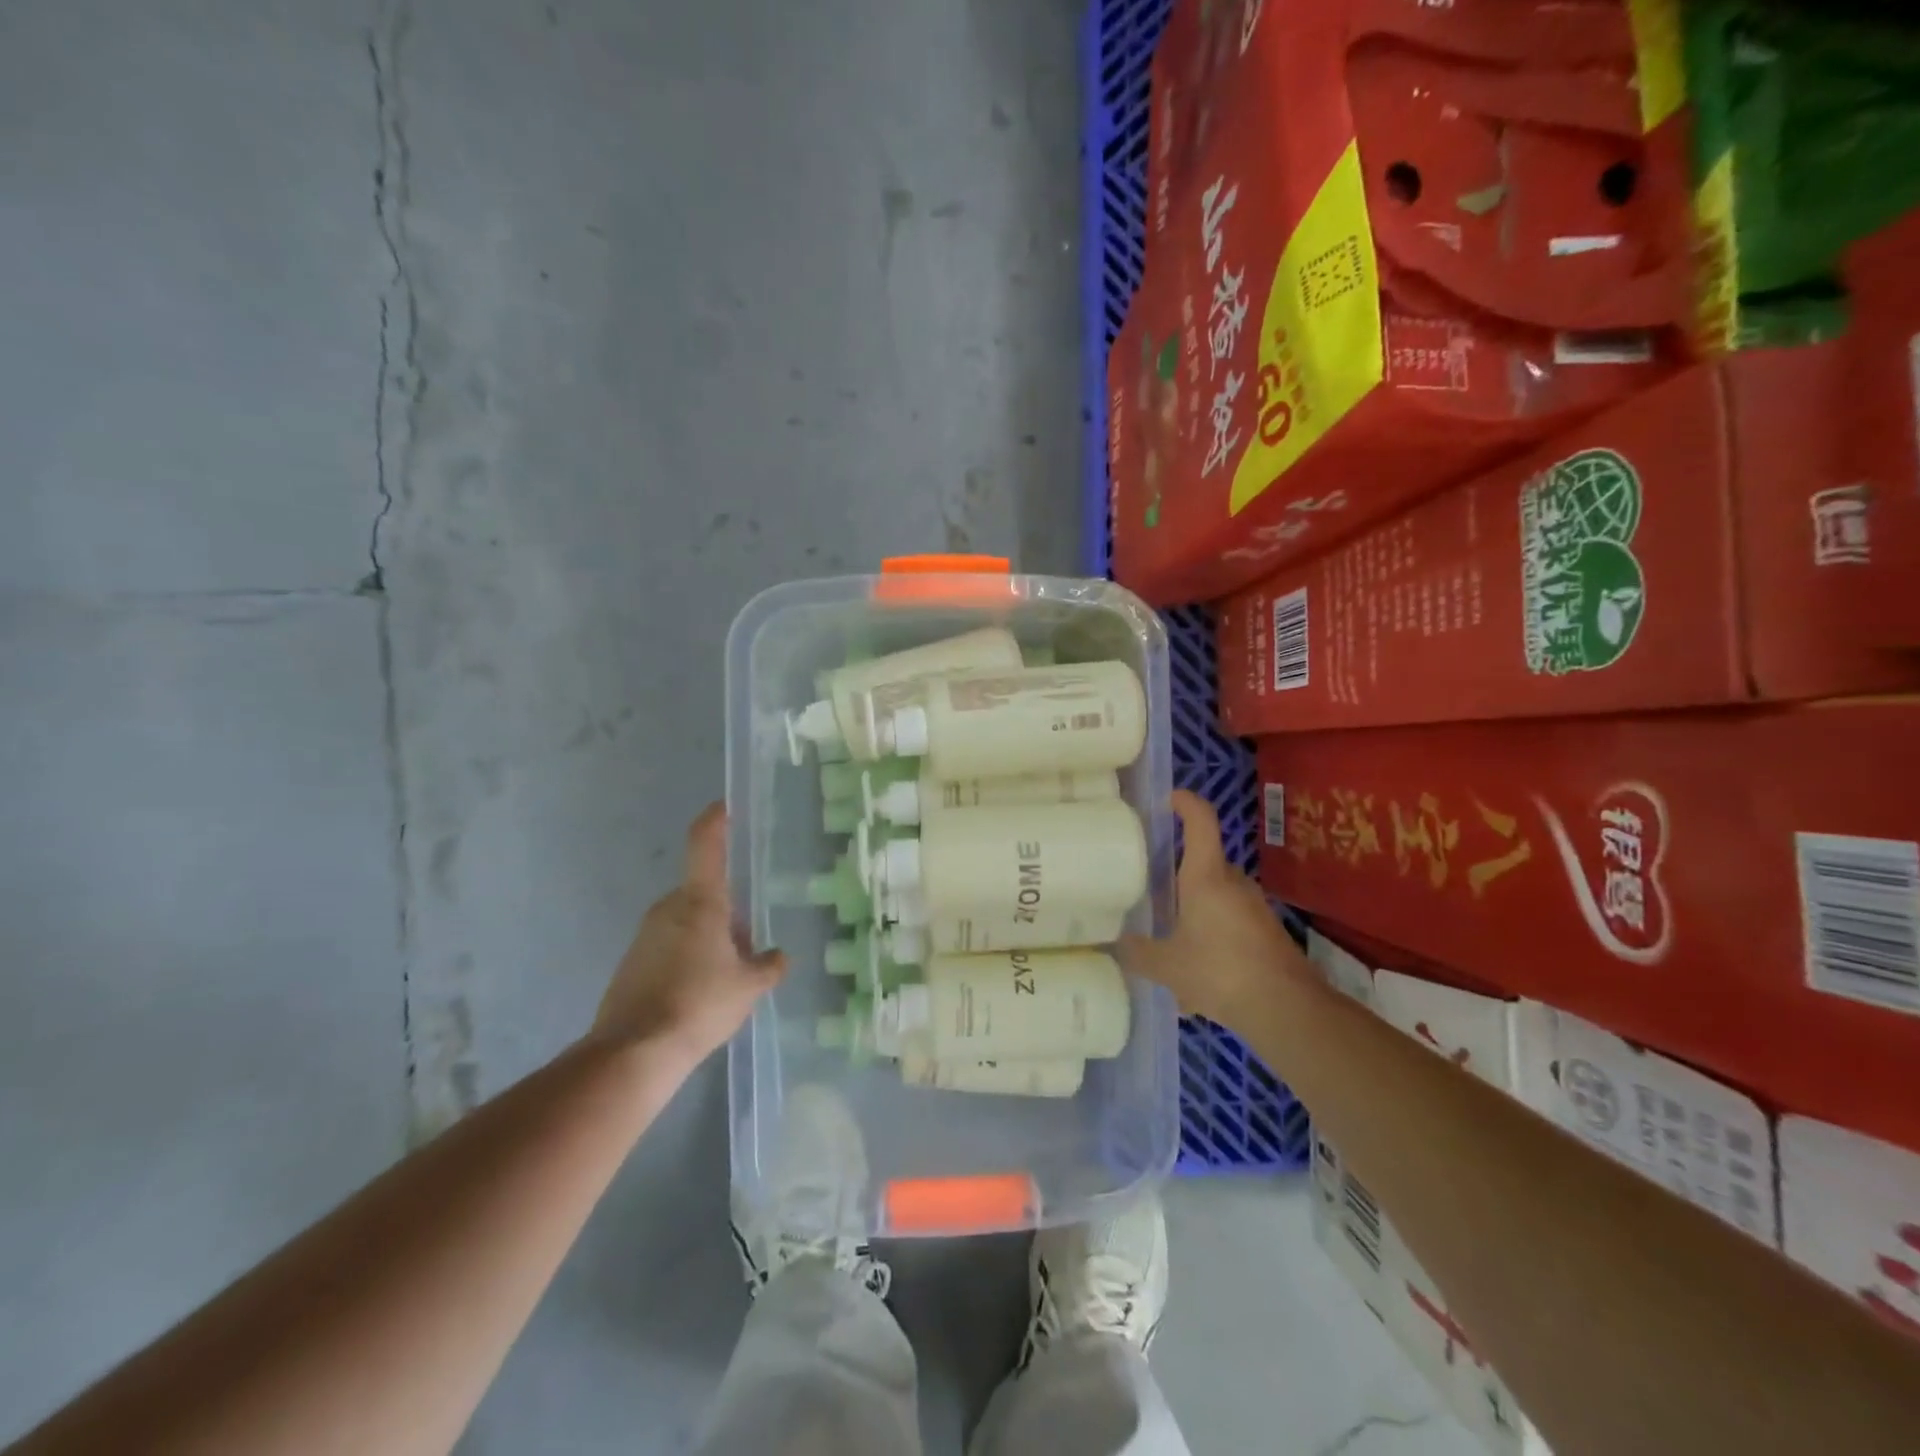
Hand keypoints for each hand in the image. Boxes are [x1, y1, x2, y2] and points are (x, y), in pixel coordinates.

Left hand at [592, 803, 785, 1062]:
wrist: (634, 1052)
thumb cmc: (700, 1004)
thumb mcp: (749, 987)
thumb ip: (768, 966)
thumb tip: (778, 956)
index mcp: (700, 901)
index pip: (706, 844)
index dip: (716, 820)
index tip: (726, 806)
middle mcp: (669, 908)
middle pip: (704, 892)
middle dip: (728, 910)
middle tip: (750, 943)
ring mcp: (645, 935)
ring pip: (688, 921)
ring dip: (710, 937)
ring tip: (730, 976)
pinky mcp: (632, 963)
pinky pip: (670, 945)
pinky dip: (689, 957)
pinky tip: (702, 993)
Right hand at [1119, 790, 1310, 1031]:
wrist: (1286, 1009)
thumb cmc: (1220, 971)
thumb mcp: (1166, 966)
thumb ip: (1138, 953)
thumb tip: (1118, 944)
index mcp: (1206, 876)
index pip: (1200, 822)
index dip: (1185, 803)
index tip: (1169, 799)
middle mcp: (1233, 883)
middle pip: (1204, 864)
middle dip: (1178, 878)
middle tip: (1151, 896)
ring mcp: (1254, 907)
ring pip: (1215, 899)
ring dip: (1194, 916)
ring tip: (1170, 949)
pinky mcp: (1266, 933)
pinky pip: (1229, 926)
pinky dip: (1211, 942)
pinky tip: (1196, 983)